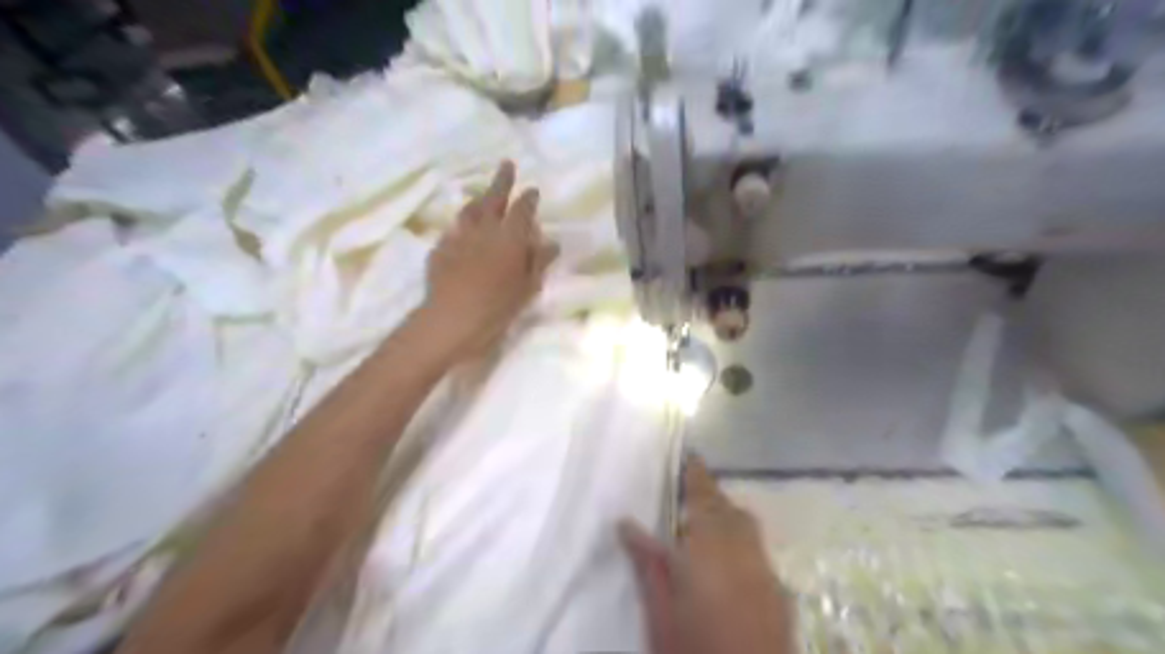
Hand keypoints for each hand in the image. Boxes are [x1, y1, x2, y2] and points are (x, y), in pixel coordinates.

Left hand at [425, 162, 558, 358]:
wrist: (452, 319)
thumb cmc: (498, 306)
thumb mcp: (527, 287)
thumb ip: (538, 262)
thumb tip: (551, 243)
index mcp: (510, 237)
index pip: (522, 210)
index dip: (528, 199)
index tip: (532, 190)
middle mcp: (485, 230)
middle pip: (494, 198)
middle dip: (502, 181)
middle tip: (506, 164)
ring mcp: (459, 237)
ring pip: (470, 211)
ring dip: (479, 199)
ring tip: (483, 195)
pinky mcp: (440, 249)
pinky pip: (453, 230)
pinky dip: (461, 225)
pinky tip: (462, 230)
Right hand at [619, 458, 792, 653]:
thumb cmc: (695, 653)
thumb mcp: (659, 614)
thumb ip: (647, 564)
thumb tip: (625, 523)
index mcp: (709, 552)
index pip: (702, 500)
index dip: (696, 475)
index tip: (689, 456)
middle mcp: (743, 553)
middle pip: (730, 510)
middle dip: (710, 496)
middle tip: (686, 495)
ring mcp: (767, 573)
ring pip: (747, 527)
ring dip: (727, 516)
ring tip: (702, 527)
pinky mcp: (780, 592)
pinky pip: (758, 550)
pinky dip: (740, 542)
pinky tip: (725, 563)